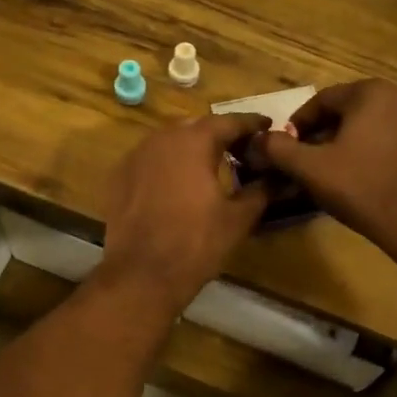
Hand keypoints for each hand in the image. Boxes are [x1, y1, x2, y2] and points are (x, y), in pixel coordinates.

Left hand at [98, 113, 269, 308]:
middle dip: (220, 134)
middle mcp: (161, 138)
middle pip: (197, 126)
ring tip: (211, 164)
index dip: (251, 124)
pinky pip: (150, 160)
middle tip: (241, 148)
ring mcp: (135, 156)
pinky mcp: (119, 177)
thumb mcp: (238, 217)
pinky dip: (168, 164)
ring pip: (170, 141)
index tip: (267, 126)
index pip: (229, 121)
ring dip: (192, 148)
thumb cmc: (196, 243)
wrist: (141, 275)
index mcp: (194, 141)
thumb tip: (278, 177)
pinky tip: (178, 183)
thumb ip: (261, 190)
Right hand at [247, 80, 396, 253]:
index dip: (298, 125)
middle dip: (323, 133)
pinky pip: (390, 136)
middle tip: (307, 161)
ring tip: (332, 170)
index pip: (321, 101)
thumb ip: (278, 148)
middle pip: (347, 110)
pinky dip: (371, 148)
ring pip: (369, 123)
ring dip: (346, 141)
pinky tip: (361, 174)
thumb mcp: (310, 168)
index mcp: (370, 91)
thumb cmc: (361, 188)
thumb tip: (257, 139)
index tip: (286, 149)